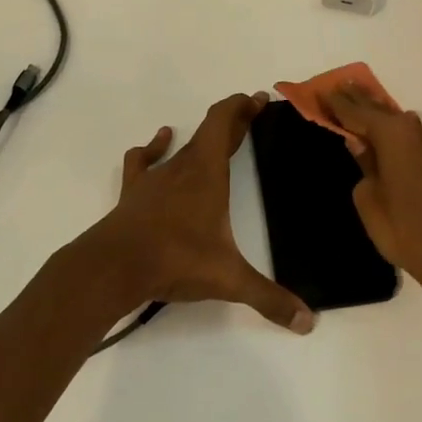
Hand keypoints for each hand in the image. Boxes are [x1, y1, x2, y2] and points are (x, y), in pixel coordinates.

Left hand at [65, 92, 315, 334]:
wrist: (113, 266)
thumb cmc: (175, 260)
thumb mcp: (228, 280)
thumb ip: (269, 298)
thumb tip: (308, 322)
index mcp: (208, 174)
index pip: (224, 123)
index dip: (240, 107)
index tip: (257, 99)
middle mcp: (182, 167)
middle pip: (209, 132)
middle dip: (233, 121)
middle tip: (251, 112)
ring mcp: (154, 179)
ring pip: (182, 147)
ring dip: (201, 138)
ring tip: (217, 135)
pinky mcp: (134, 193)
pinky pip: (143, 160)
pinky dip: (153, 148)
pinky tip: (160, 140)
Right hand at [328, 89, 421, 312]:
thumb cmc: (406, 229)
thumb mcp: (369, 200)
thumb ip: (364, 166)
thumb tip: (362, 146)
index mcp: (393, 134)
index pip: (357, 111)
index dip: (338, 103)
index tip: (322, 92)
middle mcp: (419, 131)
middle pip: (383, 111)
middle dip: (362, 101)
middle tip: (343, 88)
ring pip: (407, 127)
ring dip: (388, 122)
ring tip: (370, 120)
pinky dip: (407, 143)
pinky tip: (400, 151)